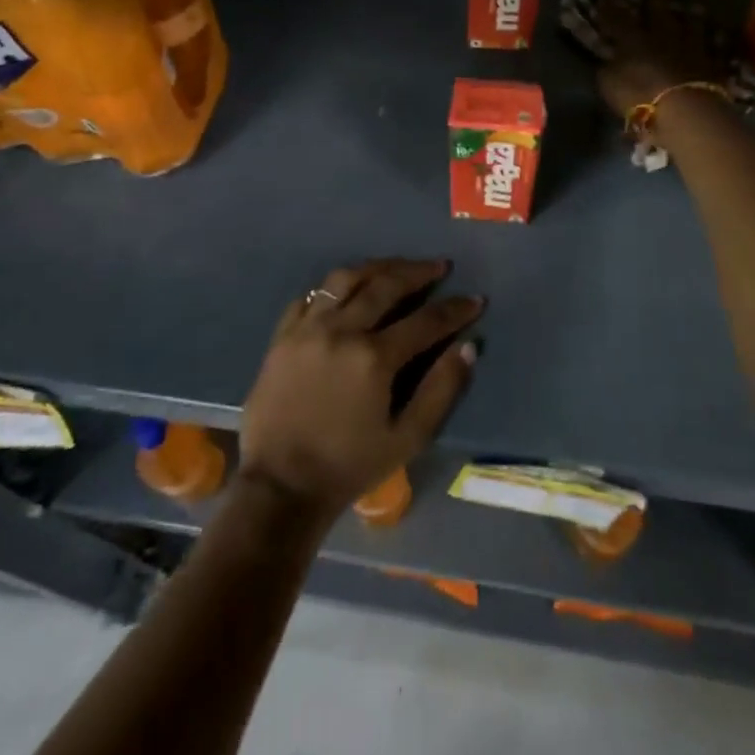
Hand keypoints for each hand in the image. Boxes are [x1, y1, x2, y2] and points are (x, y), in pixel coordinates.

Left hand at [238, 259, 480, 520]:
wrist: (279, 488)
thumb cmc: (349, 467)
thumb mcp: (407, 439)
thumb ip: (441, 390)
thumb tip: (468, 347)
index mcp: (374, 357)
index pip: (426, 321)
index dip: (455, 309)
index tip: (475, 300)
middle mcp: (341, 331)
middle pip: (386, 284)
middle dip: (419, 272)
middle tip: (440, 266)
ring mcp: (307, 329)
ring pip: (345, 279)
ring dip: (376, 267)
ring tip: (396, 267)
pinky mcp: (282, 336)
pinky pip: (310, 297)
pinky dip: (333, 288)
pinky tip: (346, 291)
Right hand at [594, 0, 727, 118]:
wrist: (685, 110)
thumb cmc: (639, 95)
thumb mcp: (609, 85)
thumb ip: (608, 70)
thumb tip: (607, 61)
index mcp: (634, 40)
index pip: (618, 19)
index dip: (610, 7)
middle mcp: (663, 38)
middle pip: (659, 14)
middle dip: (655, 0)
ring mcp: (690, 50)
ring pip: (692, 26)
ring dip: (691, 17)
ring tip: (693, 8)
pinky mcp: (711, 66)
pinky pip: (713, 50)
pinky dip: (714, 43)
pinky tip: (717, 39)